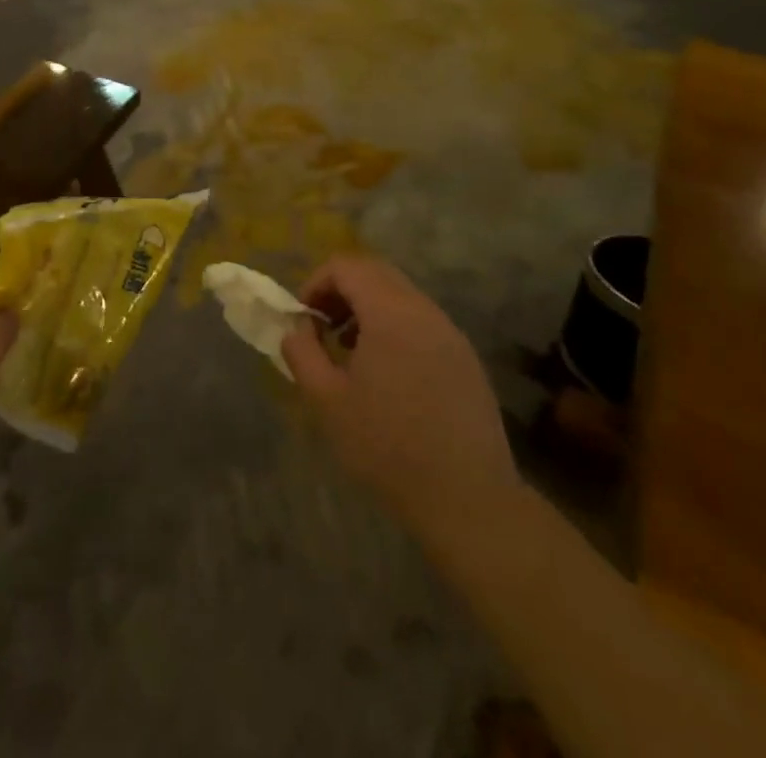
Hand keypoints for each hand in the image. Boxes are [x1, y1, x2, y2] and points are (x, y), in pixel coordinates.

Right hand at [281, 254, 520, 534]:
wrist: (468, 500)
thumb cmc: (388, 446)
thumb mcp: (326, 400)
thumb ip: (302, 352)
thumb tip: (297, 328)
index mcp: (390, 312)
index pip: (347, 265)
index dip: (316, 282)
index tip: (304, 319)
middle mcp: (424, 311)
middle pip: (376, 272)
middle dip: (341, 290)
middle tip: (323, 328)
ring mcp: (450, 333)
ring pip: (401, 296)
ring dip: (368, 309)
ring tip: (351, 353)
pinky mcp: (466, 358)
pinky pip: (422, 321)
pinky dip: (394, 327)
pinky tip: (387, 375)